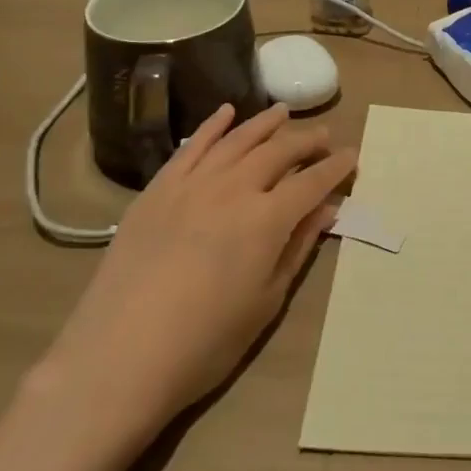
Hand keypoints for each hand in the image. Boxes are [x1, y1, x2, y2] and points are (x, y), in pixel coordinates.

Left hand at [34, 103, 353, 462]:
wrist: (118, 358)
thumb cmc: (204, 343)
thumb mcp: (266, 301)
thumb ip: (297, 248)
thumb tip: (327, 209)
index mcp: (268, 219)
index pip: (313, 181)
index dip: (336, 168)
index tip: (353, 155)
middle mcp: (235, 188)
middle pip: (279, 151)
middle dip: (307, 141)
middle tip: (324, 137)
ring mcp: (192, 183)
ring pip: (238, 140)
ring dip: (266, 123)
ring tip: (284, 112)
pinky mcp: (158, 189)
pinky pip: (191, 146)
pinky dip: (212, 125)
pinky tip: (226, 112)